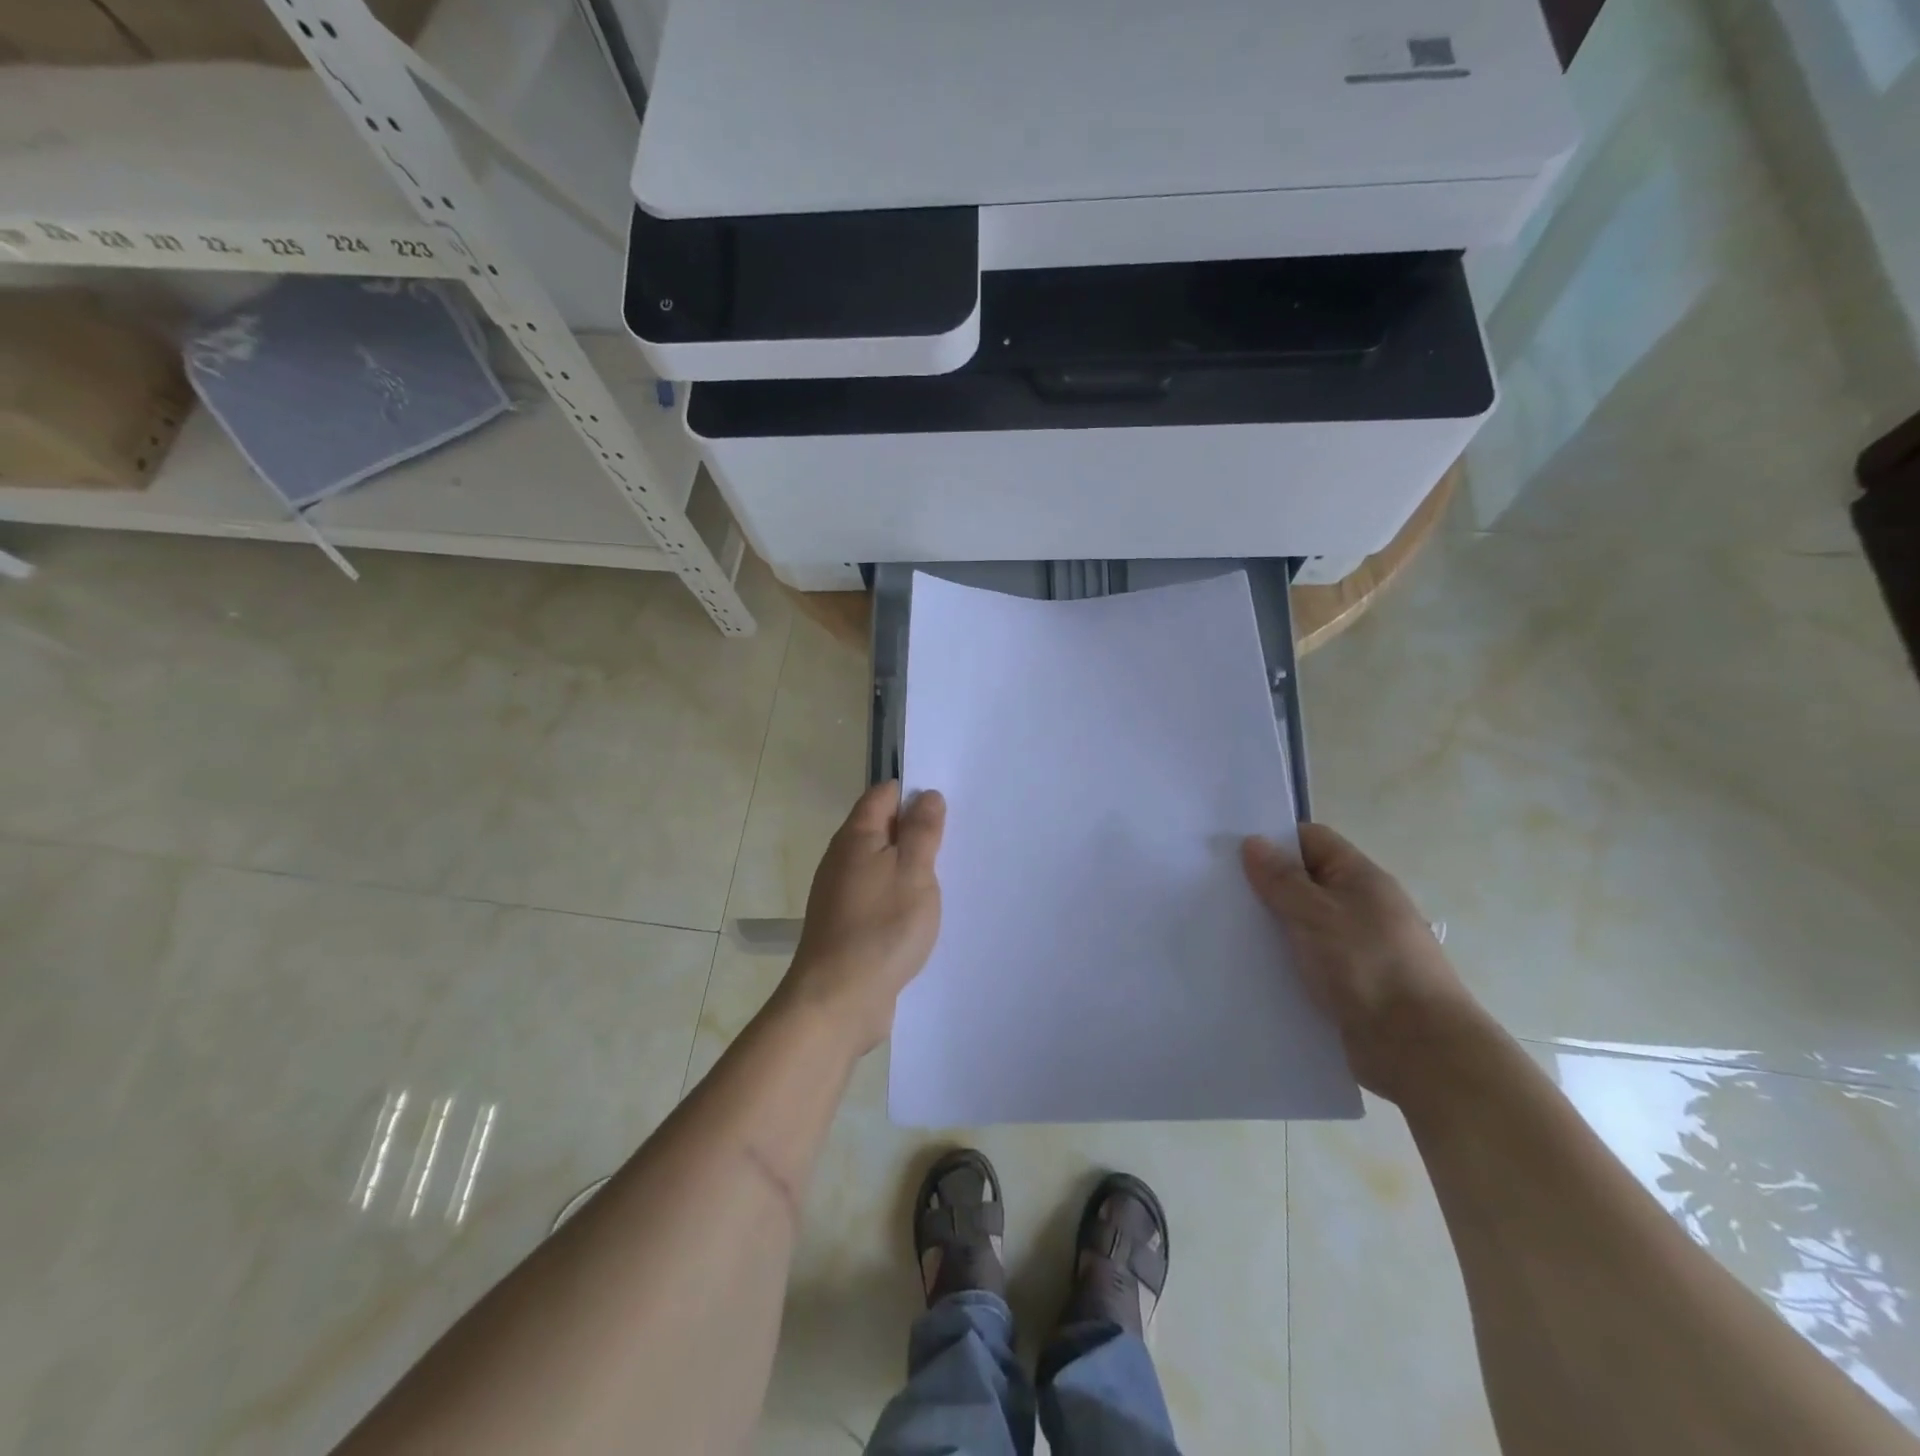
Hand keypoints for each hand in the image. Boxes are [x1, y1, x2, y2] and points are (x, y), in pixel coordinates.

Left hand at [782, 782, 946, 1055]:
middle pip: (882, 829)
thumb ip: (922, 831)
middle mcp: (842, 859)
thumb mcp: (914, 872)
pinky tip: (921, 913)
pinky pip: (878, 896)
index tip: (948, 805)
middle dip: (916, 831)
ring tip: (947, 876)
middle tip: (956, 840)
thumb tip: (925, 795)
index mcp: (856, 836)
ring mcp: (841, 894)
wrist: (837, 1000)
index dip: (914, 793)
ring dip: (910, 867)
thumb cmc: (881, 928)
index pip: (884, 794)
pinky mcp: (846, 925)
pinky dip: (899, 896)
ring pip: (881, 865)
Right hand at [1242, 824, 1485, 1102]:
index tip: (1230, 854)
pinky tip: (1251, 968)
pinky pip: (1306, 959)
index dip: (1273, 841)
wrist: (1419, 1050)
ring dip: (1271, 927)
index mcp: (1360, 878)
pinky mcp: (1347, 983)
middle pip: (1304, 881)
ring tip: (1226, 931)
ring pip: (1301, 923)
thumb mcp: (1317, 914)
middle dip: (1265, 886)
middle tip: (1217, 892)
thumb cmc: (1369, 967)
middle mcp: (1360, 906)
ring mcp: (1355, 946)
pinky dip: (1282, 960)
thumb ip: (1282, 879)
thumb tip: (1253, 842)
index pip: (1311, 840)